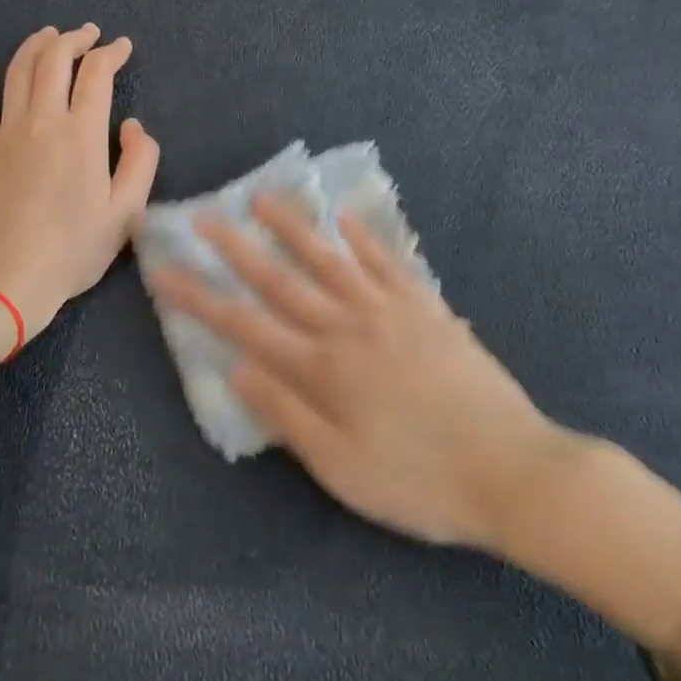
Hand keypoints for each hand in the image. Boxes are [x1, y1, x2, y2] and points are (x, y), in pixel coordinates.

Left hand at [0, 24, 160, 338]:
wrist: (6, 278)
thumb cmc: (73, 250)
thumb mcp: (127, 213)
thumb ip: (140, 162)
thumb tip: (133, 126)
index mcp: (83, 135)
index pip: (96, 75)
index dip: (111, 53)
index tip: (122, 47)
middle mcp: (43, 121)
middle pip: (54, 60)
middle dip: (74, 38)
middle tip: (88, 33)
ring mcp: (7, 133)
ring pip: (17, 71)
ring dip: (35, 46)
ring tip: (48, 35)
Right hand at [151, 198, 582, 549]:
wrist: (514, 471)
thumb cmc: (420, 481)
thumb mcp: (342, 468)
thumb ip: (287, 415)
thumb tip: (237, 370)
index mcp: (322, 369)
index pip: (244, 326)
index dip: (200, 299)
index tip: (166, 272)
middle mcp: (349, 327)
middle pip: (281, 279)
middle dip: (235, 248)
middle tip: (202, 217)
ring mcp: (391, 312)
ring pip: (330, 259)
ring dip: (292, 228)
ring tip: (261, 199)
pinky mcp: (428, 309)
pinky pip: (388, 264)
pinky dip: (364, 239)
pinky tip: (345, 220)